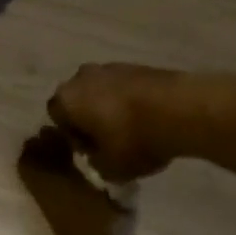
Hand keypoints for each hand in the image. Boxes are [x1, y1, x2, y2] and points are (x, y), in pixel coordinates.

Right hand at [45, 62, 186, 184]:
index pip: (56, 116)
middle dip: (90, 118)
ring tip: (133, 129)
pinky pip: (123, 86)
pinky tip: (148, 118)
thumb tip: (96, 158)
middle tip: (110, 139)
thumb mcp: (112, 168)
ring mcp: (108, 67)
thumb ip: (96, 164)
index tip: (92, 150)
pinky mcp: (135, 65)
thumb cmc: (134, 139)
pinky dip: (130, 100)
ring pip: (100, 90)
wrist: (179, 109)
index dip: (72, 136)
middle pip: (78, 99)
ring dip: (110, 107)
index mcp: (66, 100)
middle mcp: (80, 77)